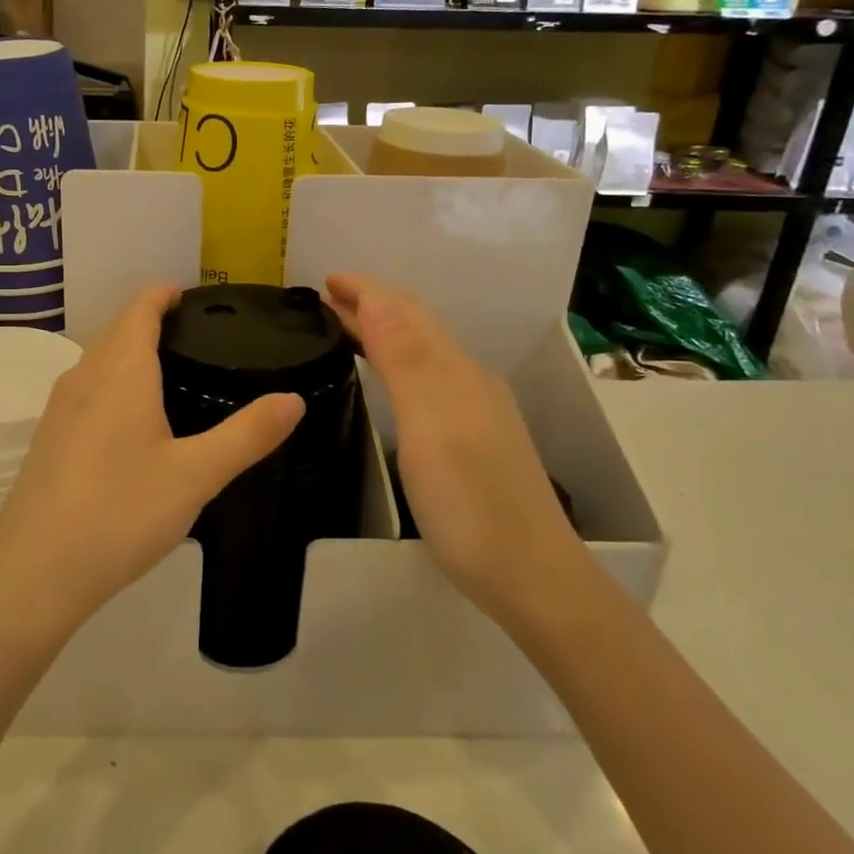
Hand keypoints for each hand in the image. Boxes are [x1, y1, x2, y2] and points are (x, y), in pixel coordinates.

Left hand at [0, 285, 304, 632]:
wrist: (35, 571)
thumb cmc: (121, 512)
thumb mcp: (196, 475)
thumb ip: (247, 435)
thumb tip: (293, 399)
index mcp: (119, 372)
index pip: (139, 310)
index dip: (162, 295)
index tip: (190, 295)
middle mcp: (83, 378)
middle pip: (115, 330)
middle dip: (147, 320)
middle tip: (193, 334)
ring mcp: (58, 409)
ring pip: (96, 361)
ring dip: (127, 351)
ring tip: (168, 371)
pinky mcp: (48, 439)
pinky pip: (85, 390)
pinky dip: (111, 382)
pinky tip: (130, 421)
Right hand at [324, 274, 588, 627]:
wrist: (528, 574)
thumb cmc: (469, 500)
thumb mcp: (430, 425)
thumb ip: (405, 359)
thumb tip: (376, 297)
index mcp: (454, 371)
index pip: (405, 311)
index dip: (365, 290)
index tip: (324, 279)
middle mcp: (467, 380)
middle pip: (416, 326)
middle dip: (371, 304)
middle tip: (325, 300)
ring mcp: (474, 410)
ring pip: (422, 351)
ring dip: (383, 330)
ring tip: (345, 329)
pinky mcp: (472, 438)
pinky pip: (426, 378)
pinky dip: (396, 361)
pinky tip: (386, 379)